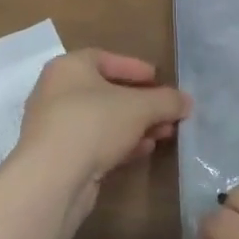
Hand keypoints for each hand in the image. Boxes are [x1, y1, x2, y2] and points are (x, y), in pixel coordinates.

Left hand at [13, 50, 190, 216]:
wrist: (52, 179)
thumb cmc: (94, 123)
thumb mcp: (139, 107)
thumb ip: (166, 101)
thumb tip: (187, 101)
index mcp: (69, 67)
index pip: (105, 59)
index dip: (134, 68)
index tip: (157, 78)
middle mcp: (56, 92)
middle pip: (105, 92)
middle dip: (141, 103)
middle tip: (166, 111)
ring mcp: (54, 126)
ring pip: (102, 120)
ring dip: (134, 125)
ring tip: (164, 133)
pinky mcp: (58, 157)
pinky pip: (93, 142)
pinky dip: (119, 143)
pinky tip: (143, 150)